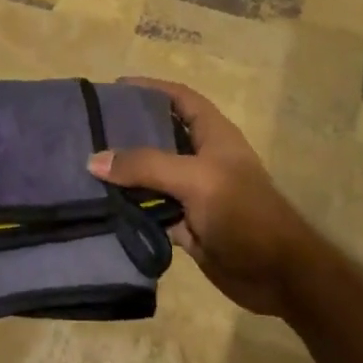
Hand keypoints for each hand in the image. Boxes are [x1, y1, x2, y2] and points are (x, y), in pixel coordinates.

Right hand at [88, 78, 313, 316]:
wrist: (277, 274)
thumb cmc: (243, 212)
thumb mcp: (195, 178)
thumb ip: (145, 166)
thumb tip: (94, 160)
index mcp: (213, 134)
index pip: (179, 98)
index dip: (151, 88)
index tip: (114, 88)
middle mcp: (202, 158)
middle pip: (160, 136)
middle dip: (128, 131)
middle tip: (89, 130)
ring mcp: (194, 193)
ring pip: (152, 176)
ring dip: (125, 174)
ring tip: (85, 166)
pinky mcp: (186, 225)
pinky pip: (150, 210)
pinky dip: (130, 208)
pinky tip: (101, 205)